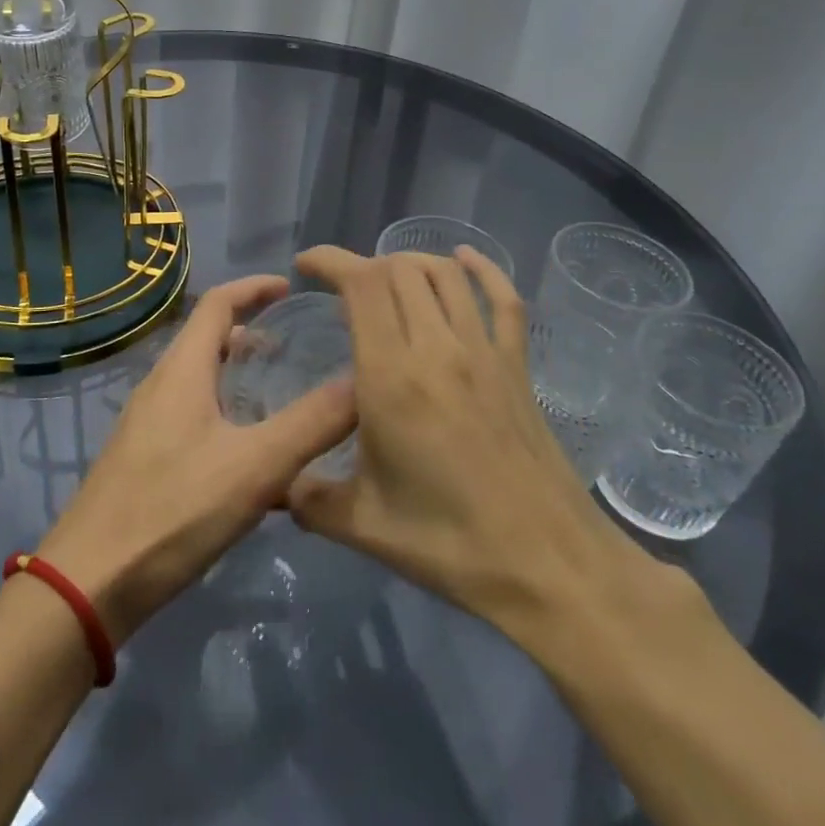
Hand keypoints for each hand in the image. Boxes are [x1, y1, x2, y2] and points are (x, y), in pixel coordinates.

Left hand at [38, 274, 355, 645]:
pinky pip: (190, 416)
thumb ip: (312, 423)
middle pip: (207, 340)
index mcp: (181, 370)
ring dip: (237, 377)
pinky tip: (248, 460)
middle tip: (294, 350)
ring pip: (199, 381)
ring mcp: (145, 424)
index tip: (290, 287)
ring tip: (278, 400)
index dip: (254, 288)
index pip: (218, 302)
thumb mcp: (255, 466)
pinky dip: (224, 414)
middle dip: (251, 334)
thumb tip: (362, 381)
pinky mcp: (141, 459)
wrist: (88, 584)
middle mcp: (159, 386)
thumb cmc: (173, 510)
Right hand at [287, 246, 646, 631]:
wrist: (548, 565)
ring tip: (388, 279)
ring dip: (411, 263)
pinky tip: (464, 259)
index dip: (332, 261)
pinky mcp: (517, 366)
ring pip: (445, 275)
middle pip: (400, 271)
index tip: (306, 266)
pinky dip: (483, 269)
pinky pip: (503, 299)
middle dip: (364, 266)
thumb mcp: (361, 524)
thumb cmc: (449, 543)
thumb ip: (307, 496)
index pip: (362, 285)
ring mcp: (484, 353)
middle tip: (342, 292)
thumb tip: (276, 484)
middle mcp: (438, 349)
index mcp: (391, 378)